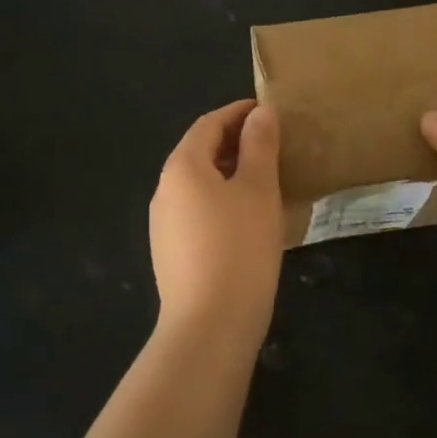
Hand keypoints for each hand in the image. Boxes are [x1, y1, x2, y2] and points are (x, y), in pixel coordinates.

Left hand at [149, 100, 283, 342]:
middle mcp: (164, 189)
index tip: (268, 111)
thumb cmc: (239, 247)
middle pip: (199, 152)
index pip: (209, 124)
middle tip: (272, 143)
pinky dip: (220, 200)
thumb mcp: (258, 189)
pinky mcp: (170, 252)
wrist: (209, 326)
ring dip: (228, 172)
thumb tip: (260, 113)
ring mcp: (163, 223)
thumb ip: (259, 146)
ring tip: (265, 178)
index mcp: (182, 167)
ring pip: (198, 183)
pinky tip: (246, 217)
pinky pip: (197, 210)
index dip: (238, 112)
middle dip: (234, 142)